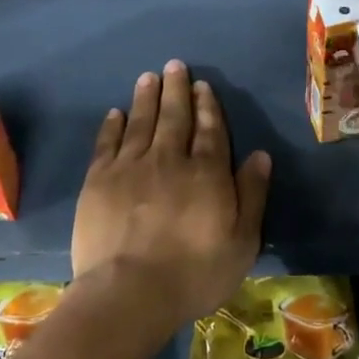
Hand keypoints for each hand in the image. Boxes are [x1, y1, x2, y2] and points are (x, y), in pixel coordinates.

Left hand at [71, 60, 271, 341]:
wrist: (128, 293)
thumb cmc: (194, 273)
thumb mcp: (241, 242)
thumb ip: (251, 195)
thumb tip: (259, 154)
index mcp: (206, 173)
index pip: (210, 130)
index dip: (207, 105)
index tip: (202, 85)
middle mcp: (169, 159)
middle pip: (174, 116)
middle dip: (176, 89)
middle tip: (174, 66)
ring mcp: (130, 166)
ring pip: (141, 121)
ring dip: (146, 97)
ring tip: (148, 77)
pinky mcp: (99, 180)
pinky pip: (108, 143)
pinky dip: (113, 125)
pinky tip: (116, 113)